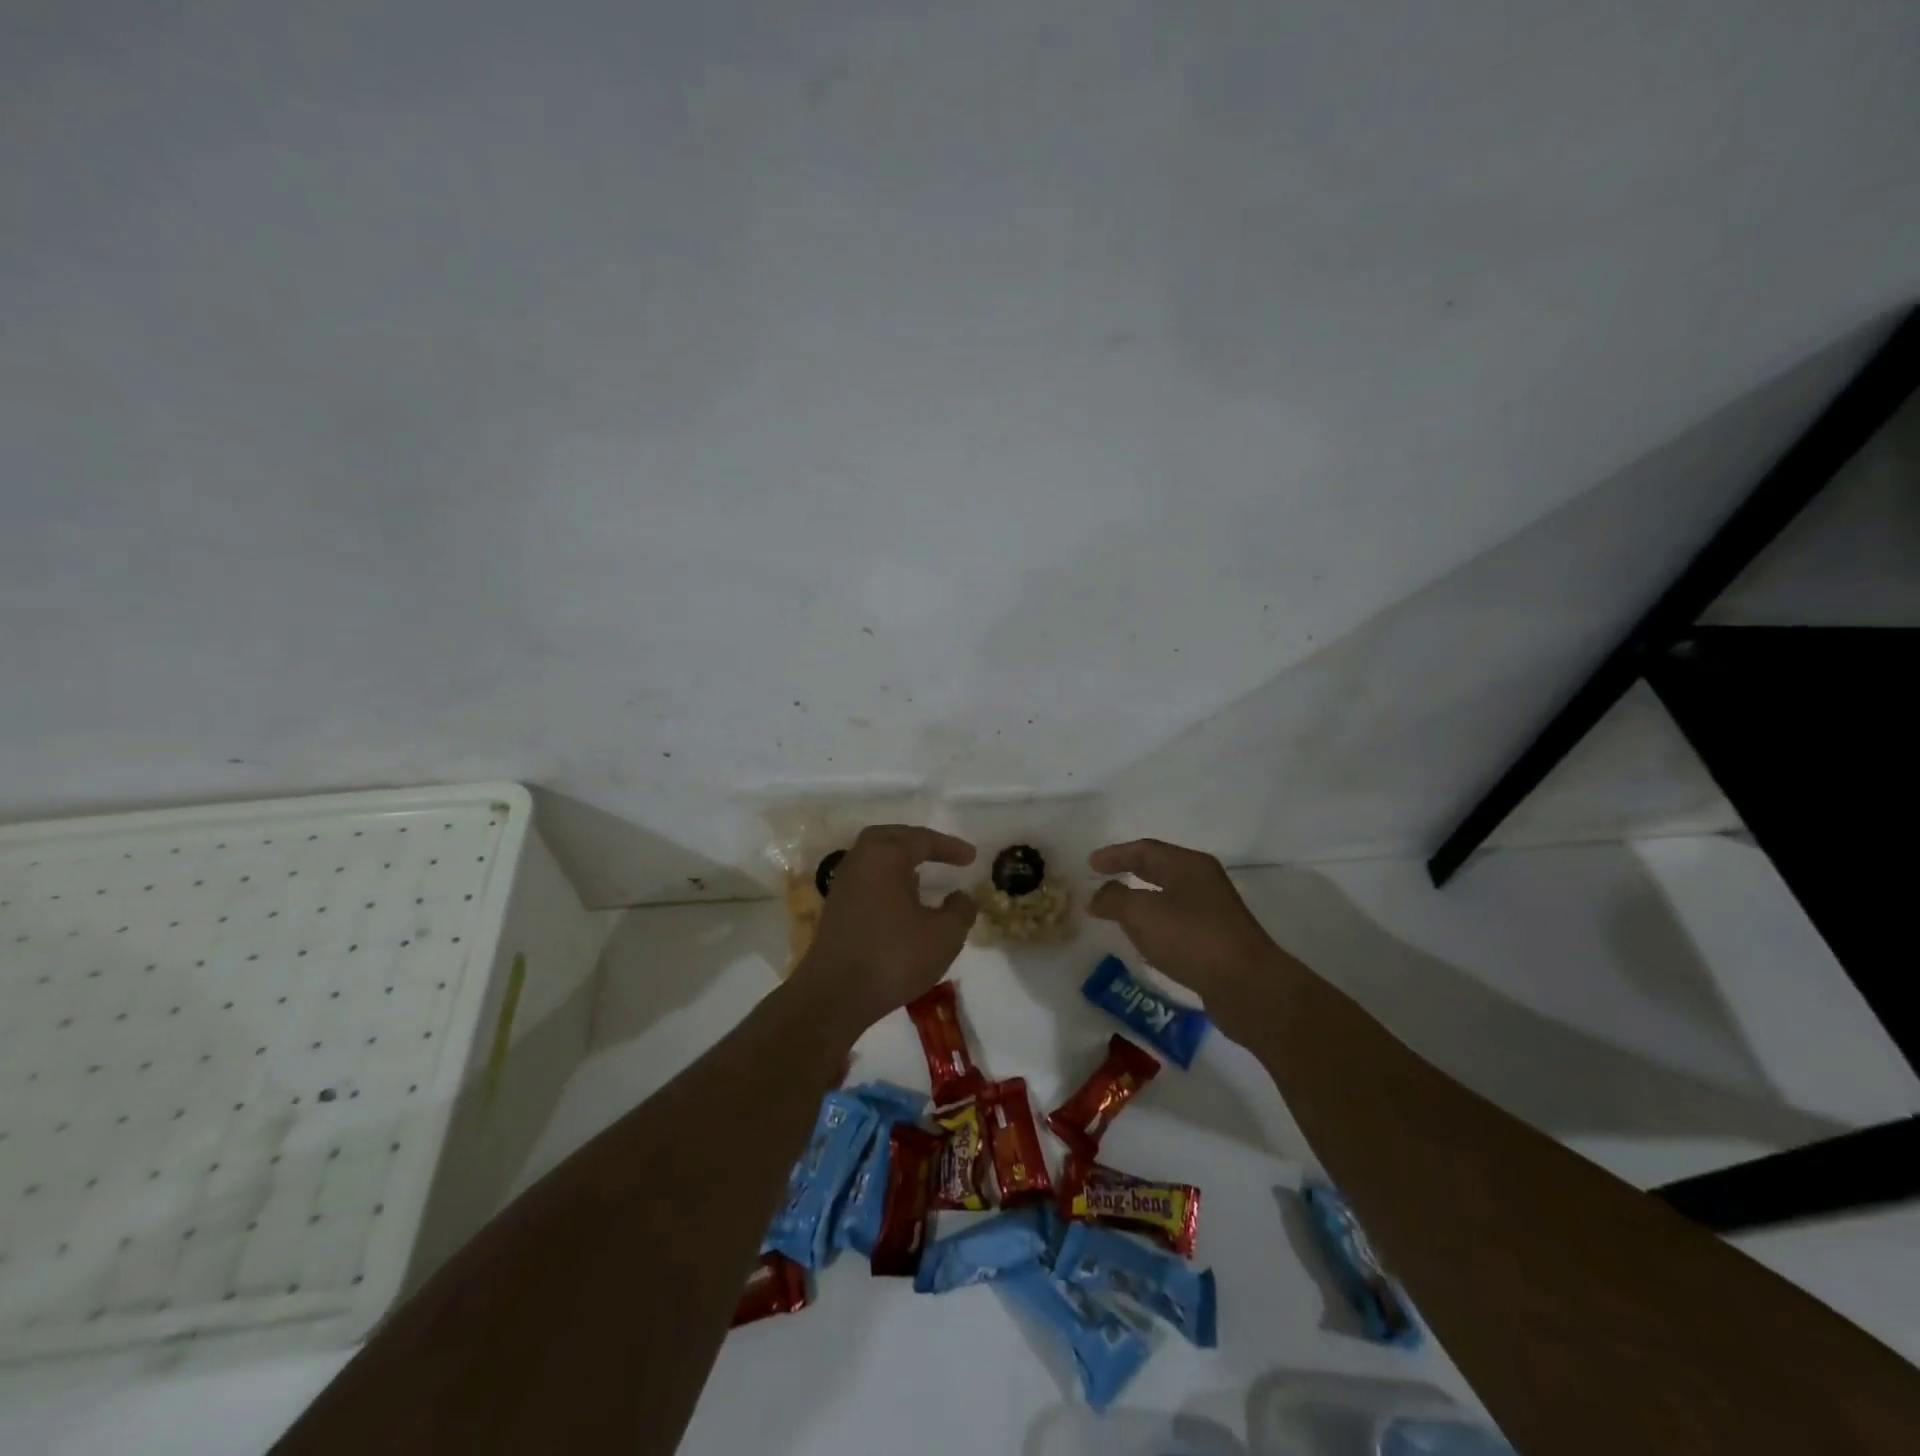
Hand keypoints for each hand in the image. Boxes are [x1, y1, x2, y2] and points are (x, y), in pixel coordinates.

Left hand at [793, 824, 977, 1034]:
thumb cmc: (893, 957)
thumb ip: (961, 910)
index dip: (950, 847)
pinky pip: (866, 877)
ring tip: (923, 873)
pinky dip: (886, 878)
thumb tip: (961, 896)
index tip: (972, 858)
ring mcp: (843, 883)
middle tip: (941, 852)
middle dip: (918, 842)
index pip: (922, 839)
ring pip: (875, 857)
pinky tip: (900, 900)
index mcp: (885, 855)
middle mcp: (860, 860)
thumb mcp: (944, 936)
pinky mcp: (835, 906)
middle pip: (892, 838)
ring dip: (900, 859)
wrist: (835, 995)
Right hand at [1087, 838, 1286, 1033]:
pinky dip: (1155, 922)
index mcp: (1188, 865)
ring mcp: (1213, 910)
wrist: (1247, 986)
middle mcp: (1203, 881)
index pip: (1144, 849)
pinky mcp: (1217, 939)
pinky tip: (1145, 939)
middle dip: (1129, 872)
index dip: (1115, 855)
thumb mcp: (1142, 914)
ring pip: (1169, 895)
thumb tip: (1098, 895)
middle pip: (1159, 868)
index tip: (1090, 865)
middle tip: (1102, 879)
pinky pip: (1177, 921)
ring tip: (1117, 909)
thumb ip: (1114, 899)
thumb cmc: (1191, 939)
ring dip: (1142, 898)